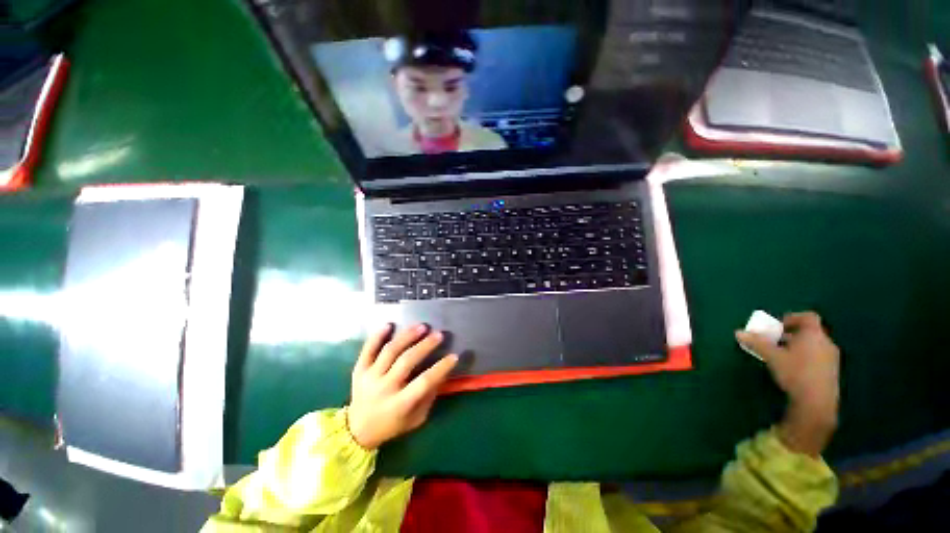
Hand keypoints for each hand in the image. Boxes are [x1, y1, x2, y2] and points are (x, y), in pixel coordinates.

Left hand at [346, 323, 458, 449]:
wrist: (357, 430)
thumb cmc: (392, 424)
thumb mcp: (415, 419)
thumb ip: (429, 397)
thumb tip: (442, 373)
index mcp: (400, 404)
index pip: (424, 382)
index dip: (441, 368)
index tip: (454, 356)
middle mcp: (384, 388)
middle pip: (406, 361)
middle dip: (425, 346)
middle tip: (439, 335)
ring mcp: (369, 377)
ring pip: (389, 351)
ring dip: (407, 336)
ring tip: (422, 326)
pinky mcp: (359, 370)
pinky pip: (368, 349)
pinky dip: (377, 335)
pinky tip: (390, 324)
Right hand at [736, 312, 840, 456]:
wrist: (817, 402)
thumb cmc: (795, 372)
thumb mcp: (772, 356)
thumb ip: (757, 343)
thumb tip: (738, 332)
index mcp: (814, 334)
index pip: (808, 317)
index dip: (792, 318)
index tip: (778, 327)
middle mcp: (826, 342)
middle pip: (810, 332)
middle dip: (792, 335)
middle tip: (776, 342)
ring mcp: (832, 358)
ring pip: (814, 346)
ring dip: (798, 347)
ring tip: (783, 356)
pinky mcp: (832, 372)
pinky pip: (818, 357)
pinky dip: (805, 358)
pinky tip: (794, 369)